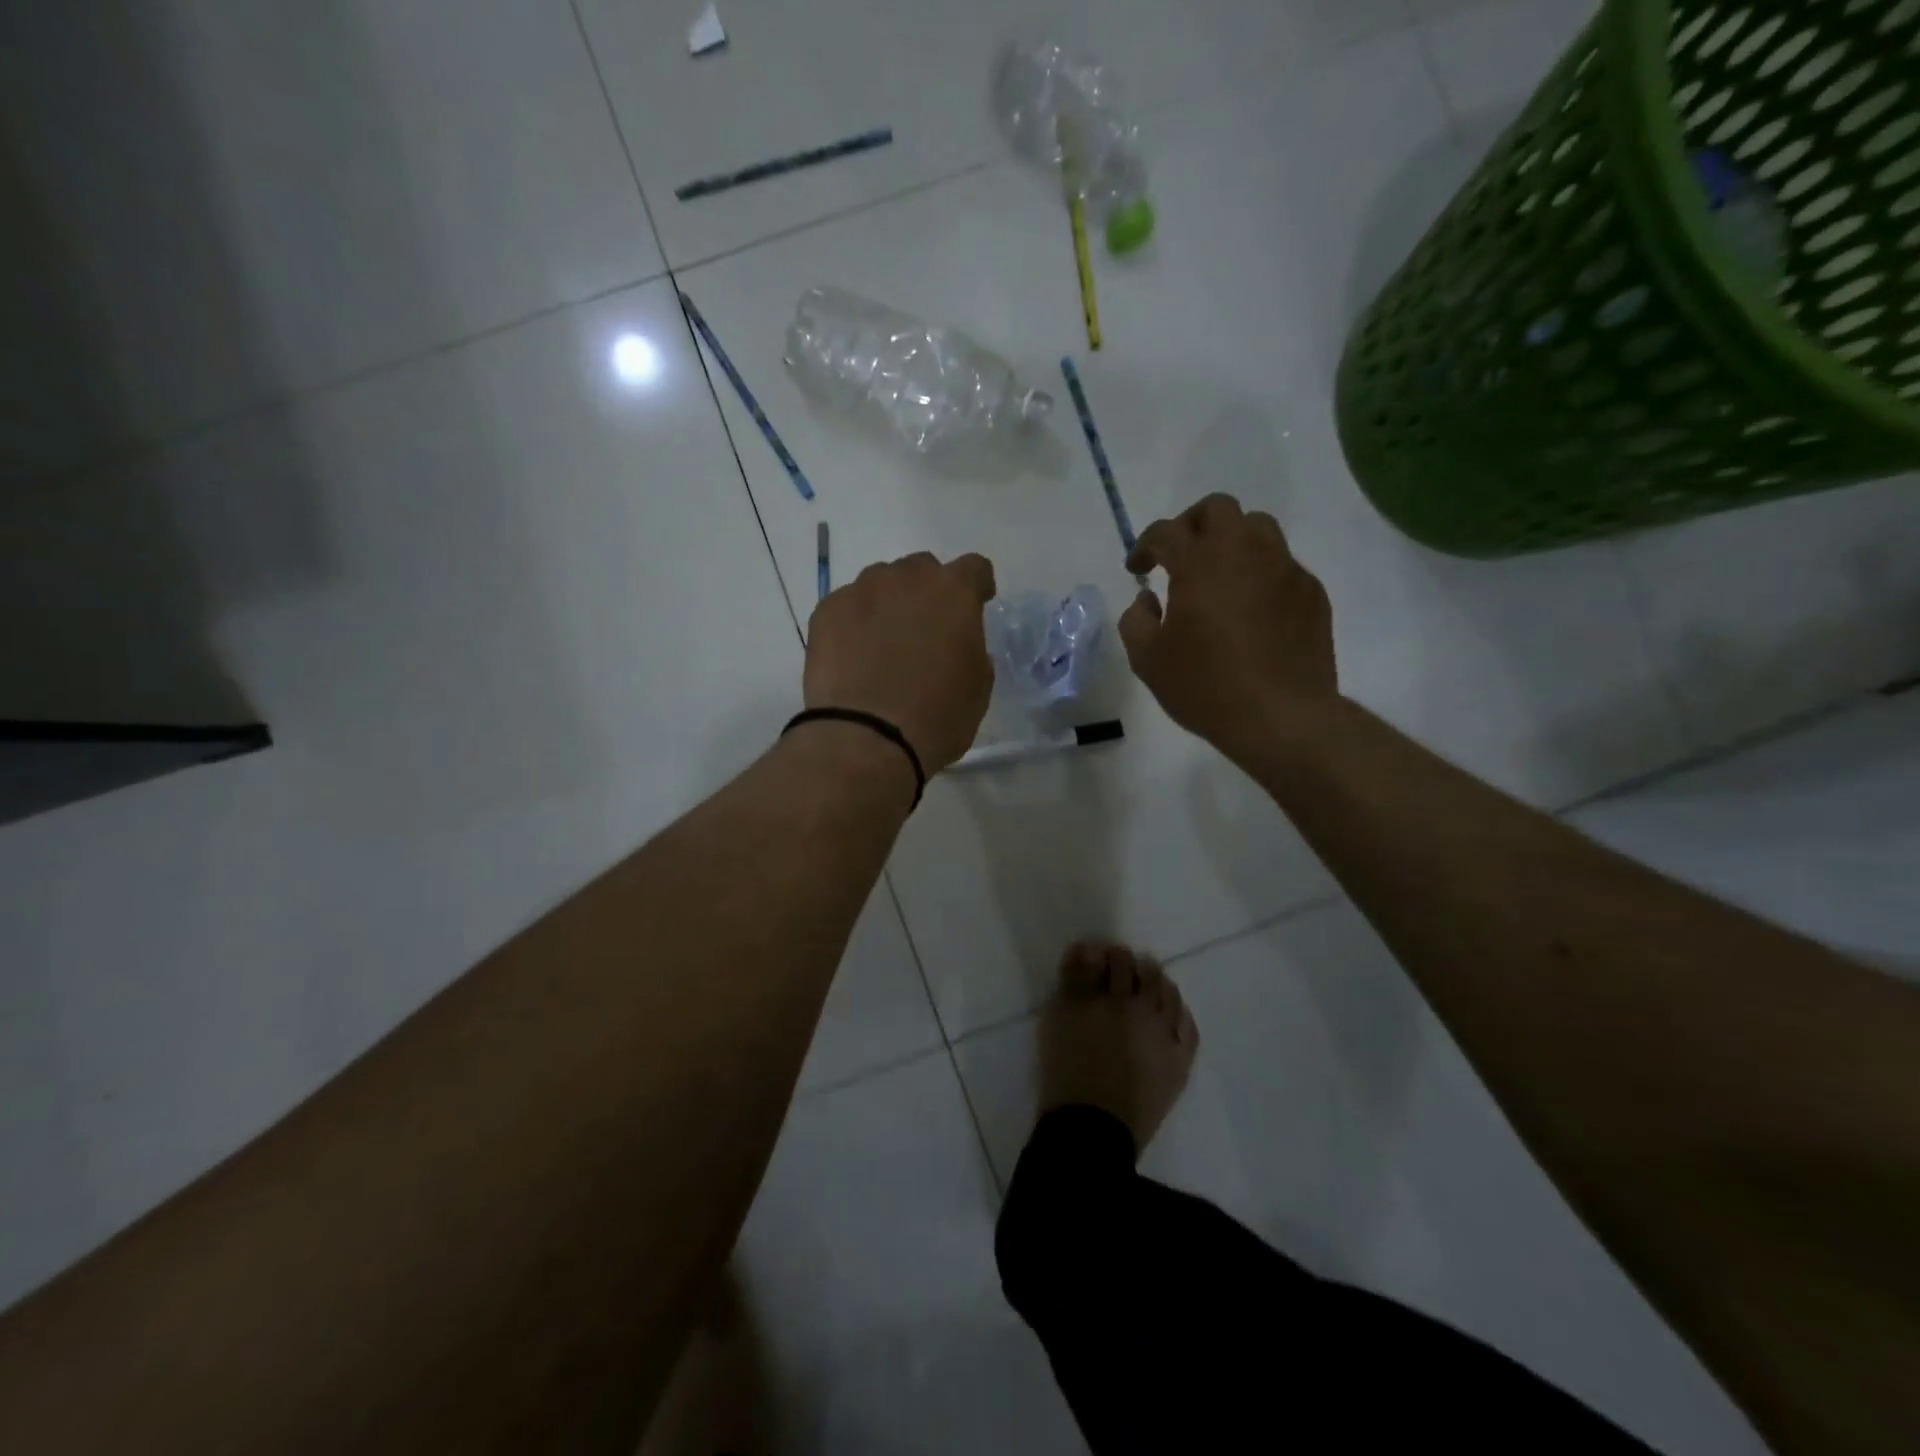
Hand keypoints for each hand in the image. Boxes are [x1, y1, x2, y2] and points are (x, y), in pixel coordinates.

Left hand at [804, 551, 997, 774]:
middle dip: (928, 592)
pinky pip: (848, 606)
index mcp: (954, 593)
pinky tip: (854, 657)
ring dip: (889, 604)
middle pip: (922, 569)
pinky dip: (855, 623)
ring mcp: (862, 591)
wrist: (866, 739)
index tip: (977, 604)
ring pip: (881, 583)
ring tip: (884, 644)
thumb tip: (958, 645)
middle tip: (926, 630)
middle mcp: (907, 578)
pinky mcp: (826, 611)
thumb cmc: (936, 717)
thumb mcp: (977, 688)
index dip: (978, 586)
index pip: (974, 569)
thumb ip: (973, 652)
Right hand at [1119, 494, 1337, 757]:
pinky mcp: (1311, 592)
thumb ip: (1136, 620)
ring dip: (1232, 541)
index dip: (1145, 546)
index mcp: (1199, 564)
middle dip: (1192, 524)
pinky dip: (1260, 574)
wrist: (1281, 717)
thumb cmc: (1205, 687)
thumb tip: (1148, 599)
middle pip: (1218, 508)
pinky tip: (1252, 610)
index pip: (1166, 532)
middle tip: (1180, 556)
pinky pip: (1282, 565)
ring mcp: (1284, 569)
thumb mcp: (1148, 661)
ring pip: (1258, 528)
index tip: (1137, 569)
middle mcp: (1244, 552)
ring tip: (1219, 576)